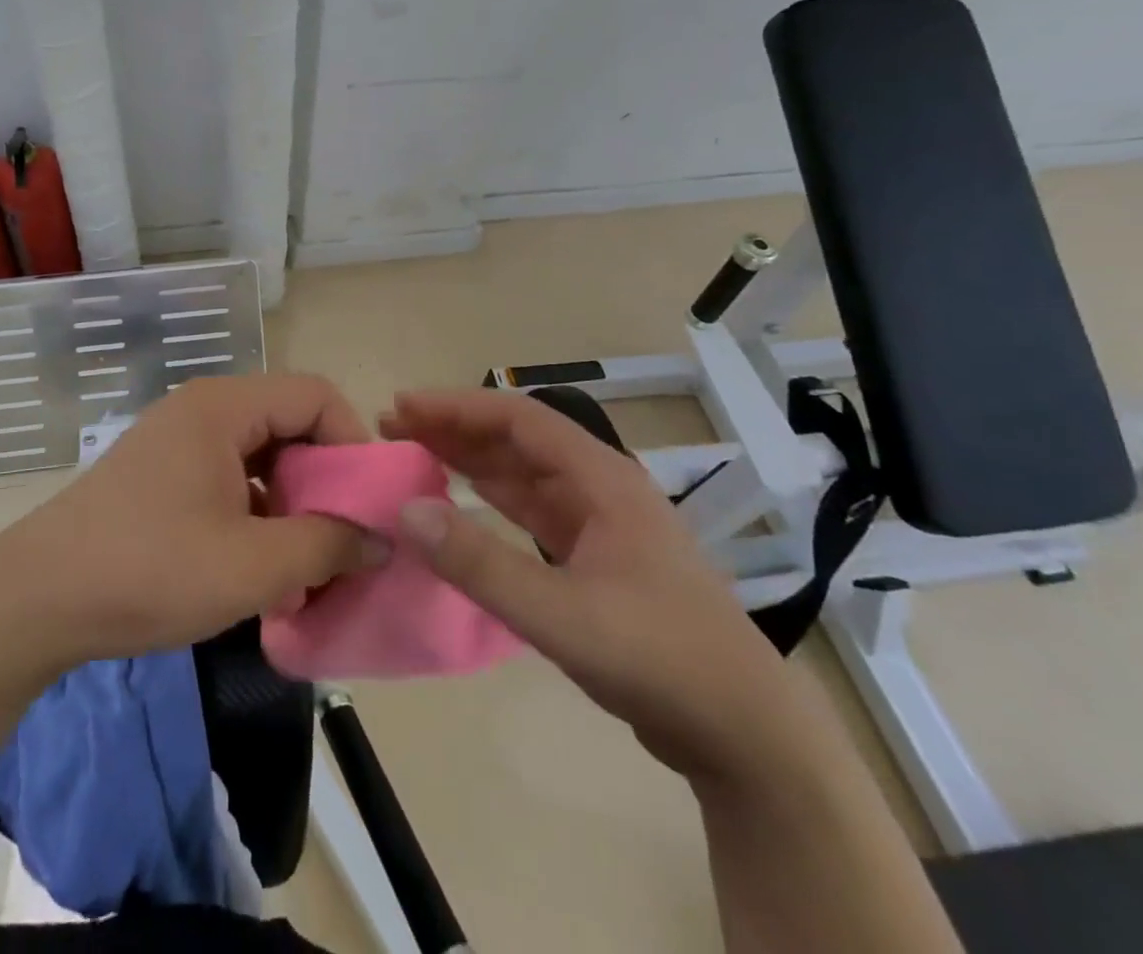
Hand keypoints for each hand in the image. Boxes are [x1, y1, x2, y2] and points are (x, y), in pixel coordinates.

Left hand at [0, 374, 387, 672]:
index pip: (316, 395)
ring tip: (307, 561)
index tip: (370, 504)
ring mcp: (180, 441)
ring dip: (293, 502)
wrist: (36, 601)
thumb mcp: (252, 566)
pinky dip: (259, 513)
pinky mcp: (164, 474)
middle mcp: (203, 409)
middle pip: (290, 422)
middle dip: (326, 479)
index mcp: (224, 406)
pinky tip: (262, 565)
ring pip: (263, 455)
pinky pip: (232, 477)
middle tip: (345, 538)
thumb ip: (327, 546)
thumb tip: (381, 541)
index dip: (354, 443)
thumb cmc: (149, 570)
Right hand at [380, 389, 811, 782]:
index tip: (402, 407)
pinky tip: (462, 504)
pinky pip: (532, 511)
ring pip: (523, 474)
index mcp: (601, 478)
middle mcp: (600, 487)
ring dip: (471, 461)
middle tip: (395, 429)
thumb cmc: (660, 658)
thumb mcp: (561, 614)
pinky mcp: (597, 560)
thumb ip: (479, 564)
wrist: (747, 735)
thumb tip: (405, 510)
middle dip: (455, 428)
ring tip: (416, 454)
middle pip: (517, 440)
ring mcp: (601, 524)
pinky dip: (492, 501)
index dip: (455, 407)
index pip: (517, 418)